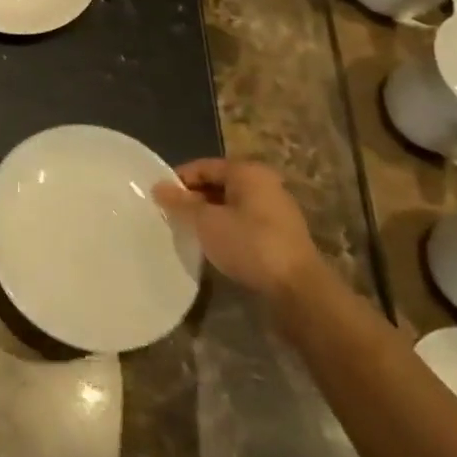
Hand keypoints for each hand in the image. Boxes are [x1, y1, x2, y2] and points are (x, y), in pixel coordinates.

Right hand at [153, 159, 323, 301]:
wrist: (299, 290)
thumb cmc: (249, 244)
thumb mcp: (206, 222)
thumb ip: (180, 203)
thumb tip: (158, 187)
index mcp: (247, 172)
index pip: (203, 166)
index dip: (178, 181)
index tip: (158, 200)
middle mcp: (264, 185)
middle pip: (218, 185)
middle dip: (193, 200)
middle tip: (170, 217)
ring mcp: (276, 211)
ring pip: (230, 206)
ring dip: (208, 217)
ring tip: (187, 233)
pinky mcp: (280, 236)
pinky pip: (244, 223)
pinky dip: (226, 230)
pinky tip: (212, 247)